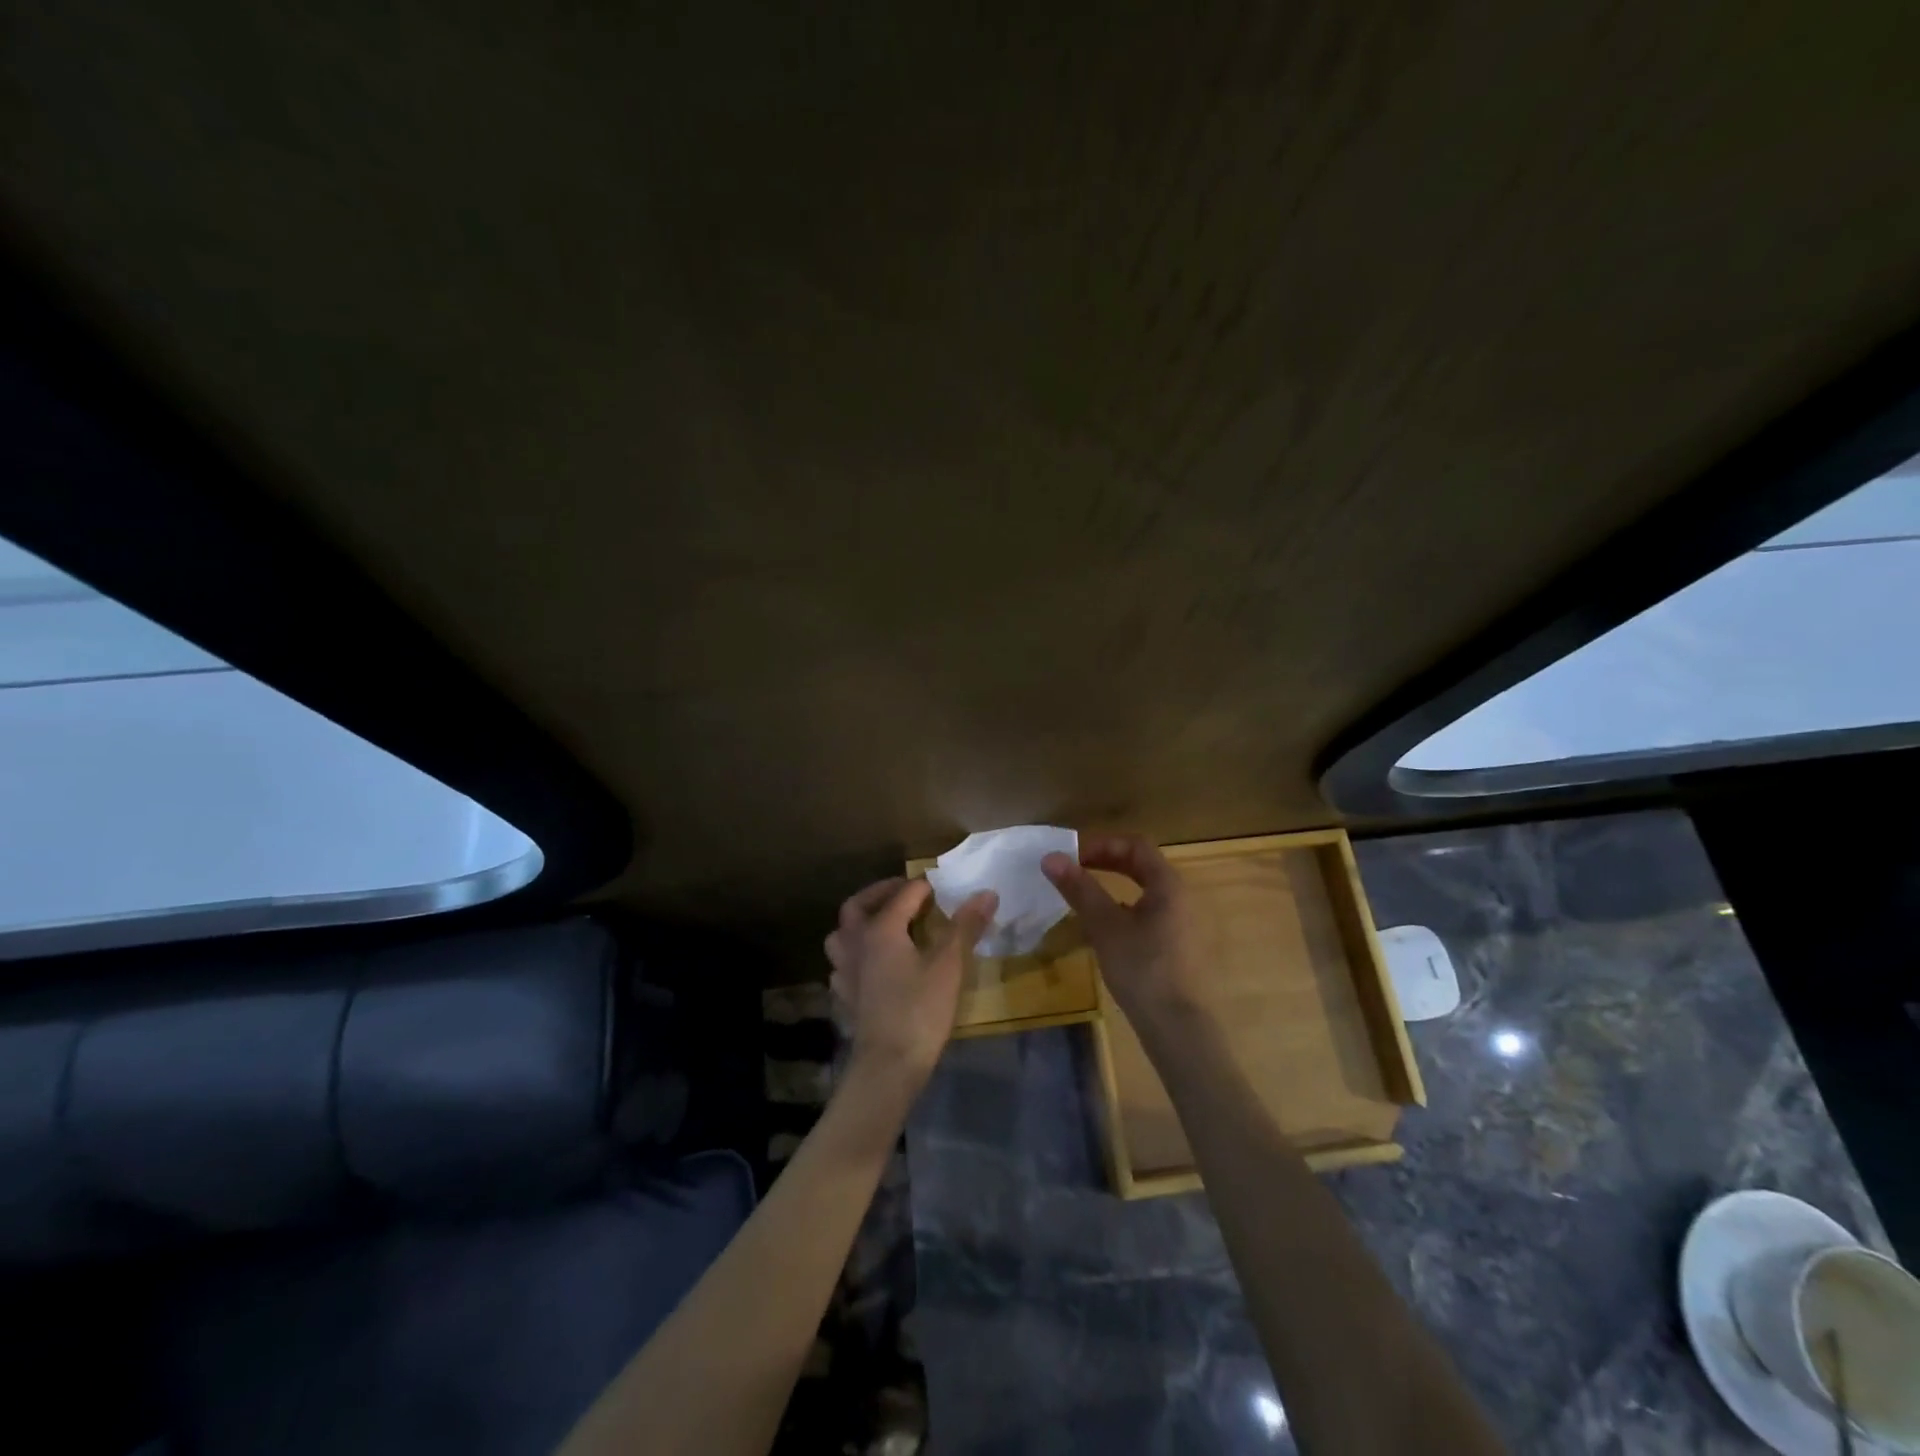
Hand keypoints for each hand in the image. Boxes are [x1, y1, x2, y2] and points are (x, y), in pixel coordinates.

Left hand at [824, 878, 997, 1087]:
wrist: (888, 1065)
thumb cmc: (920, 1010)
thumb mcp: (949, 965)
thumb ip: (966, 925)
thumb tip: (986, 892)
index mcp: (881, 929)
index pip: (903, 895)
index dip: (924, 887)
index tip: (942, 887)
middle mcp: (855, 943)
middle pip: (857, 906)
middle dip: (879, 893)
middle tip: (903, 892)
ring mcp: (845, 972)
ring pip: (842, 935)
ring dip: (860, 923)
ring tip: (883, 925)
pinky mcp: (845, 996)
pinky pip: (843, 965)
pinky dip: (856, 955)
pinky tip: (871, 965)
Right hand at [1042, 834, 1203, 1024]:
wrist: (1178, 1027)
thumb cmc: (1142, 969)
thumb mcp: (1105, 926)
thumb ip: (1079, 889)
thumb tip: (1051, 857)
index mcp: (1168, 884)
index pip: (1135, 845)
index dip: (1101, 843)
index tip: (1071, 855)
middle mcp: (1179, 896)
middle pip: (1140, 864)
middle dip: (1105, 861)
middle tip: (1073, 868)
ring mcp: (1180, 921)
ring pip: (1143, 888)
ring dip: (1112, 883)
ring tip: (1082, 893)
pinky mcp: (1176, 944)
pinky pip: (1147, 910)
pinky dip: (1122, 906)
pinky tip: (1102, 926)